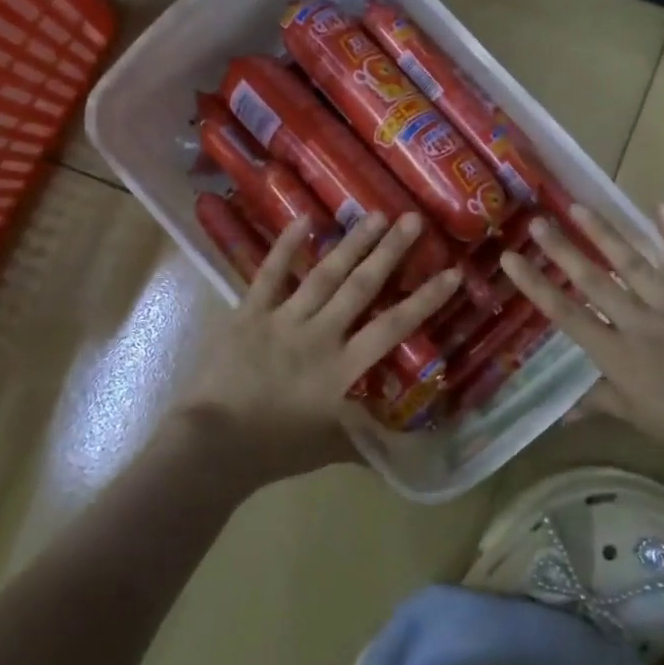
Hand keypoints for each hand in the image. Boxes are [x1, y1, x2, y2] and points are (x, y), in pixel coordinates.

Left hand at [173, 210, 461, 488]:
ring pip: (324, 274)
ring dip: (352, 244)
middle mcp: (320, 335)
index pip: (393, 327)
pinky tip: (304, 218)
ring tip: (375, 215)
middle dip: (390, 251)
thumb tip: (396, 448)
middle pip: (362, 287)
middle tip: (412, 219)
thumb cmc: (272, 449)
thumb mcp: (326, 447)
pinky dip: (286, 246)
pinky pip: (270, 274)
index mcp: (343, 368)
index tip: (451, 272)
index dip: (425, 299)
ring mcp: (283, 319)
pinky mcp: (249, 313)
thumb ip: (361, 438)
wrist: (212, 445)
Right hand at [500, 203, 663, 483]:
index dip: (536, 287)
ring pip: (634, 265)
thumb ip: (601, 404)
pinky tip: (662, 207)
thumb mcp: (641, 421)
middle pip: (595, 281)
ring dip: (606, 234)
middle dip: (562, 251)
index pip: (567, 315)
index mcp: (619, 355)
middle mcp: (640, 323)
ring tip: (579, 206)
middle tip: (537, 221)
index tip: (511, 259)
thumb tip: (562, 412)